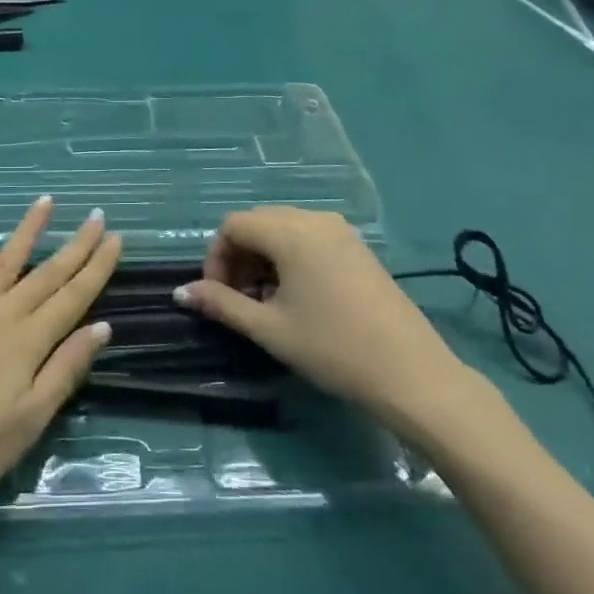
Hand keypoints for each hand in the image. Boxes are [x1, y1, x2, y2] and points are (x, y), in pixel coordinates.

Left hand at [0, 197, 120, 525]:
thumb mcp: (29, 422)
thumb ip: (65, 370)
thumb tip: (102, 326)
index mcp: (28, 343)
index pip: (72, 297)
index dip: (97, 267)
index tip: (115, 238)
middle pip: (45, 274)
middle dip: (75, 245)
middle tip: (96, 216)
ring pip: (3, 262)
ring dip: (26, 231)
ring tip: (45, 201)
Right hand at [174, 206, 482, 441]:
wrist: (412, 374)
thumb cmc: (333, 349)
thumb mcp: (270, 329)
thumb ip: (222, 304)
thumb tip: (181, 292)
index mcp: (290, 232)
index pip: (233, 225)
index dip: (216, 257)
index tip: (217, 296)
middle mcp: (315, 219)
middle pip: (258, 222)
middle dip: (238, 256)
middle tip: (237, 299)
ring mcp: (341, 231)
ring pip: (284, 229)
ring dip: (263, 257)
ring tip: (264, 301)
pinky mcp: (357, 248)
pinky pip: (309, 237)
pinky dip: (289, 257)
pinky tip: (296, 296)